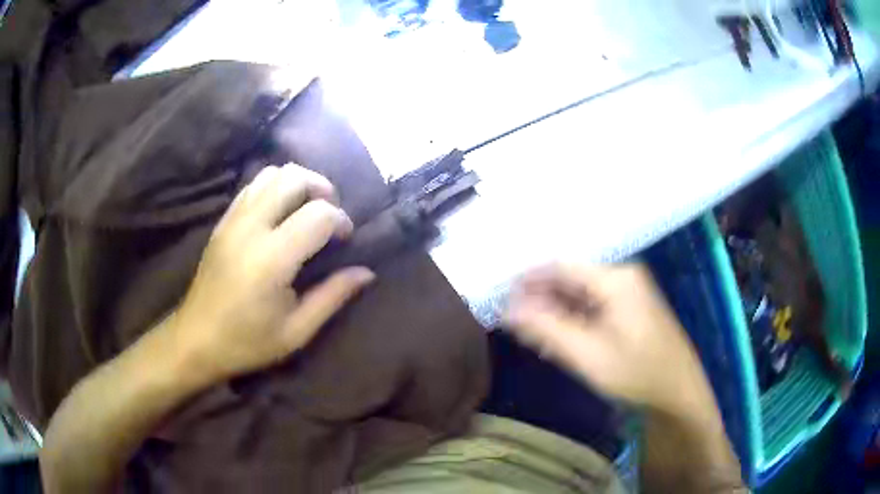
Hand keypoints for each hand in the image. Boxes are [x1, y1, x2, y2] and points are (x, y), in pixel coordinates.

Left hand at [168, 164, 374, 384]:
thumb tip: (366, 273)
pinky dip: (274, 187)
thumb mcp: (296, 331)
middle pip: (294, 178)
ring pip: (271, 173)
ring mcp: (233, 220)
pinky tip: (280, 211)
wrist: (195, 340)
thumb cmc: (247, 342)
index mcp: (272, 259)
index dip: (341, 221)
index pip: (318, 215)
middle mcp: (251, 228)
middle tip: (330, 214)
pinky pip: (252, 186)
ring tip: (307, 208)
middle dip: (322, 188)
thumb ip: (333, 296)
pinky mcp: (222, 221)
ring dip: (297, 183)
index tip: (346, 239)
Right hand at [503, 263, 707, 413]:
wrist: (677, 392)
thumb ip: (547, 329)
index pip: (562, 266)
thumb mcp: (587, 354)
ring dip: (554, 311)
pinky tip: (555, 337)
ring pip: (580, 295)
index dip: (529, 278)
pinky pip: (593, 308)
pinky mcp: (629, 310)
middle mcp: (622, 277)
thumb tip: (508, 310)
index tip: (501, 294)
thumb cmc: (636, 372)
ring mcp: (628, 294)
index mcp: (615, 278)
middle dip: (540, 297)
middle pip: (571, 279)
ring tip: (526, 330)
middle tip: (510, 318)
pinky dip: (572, 321)